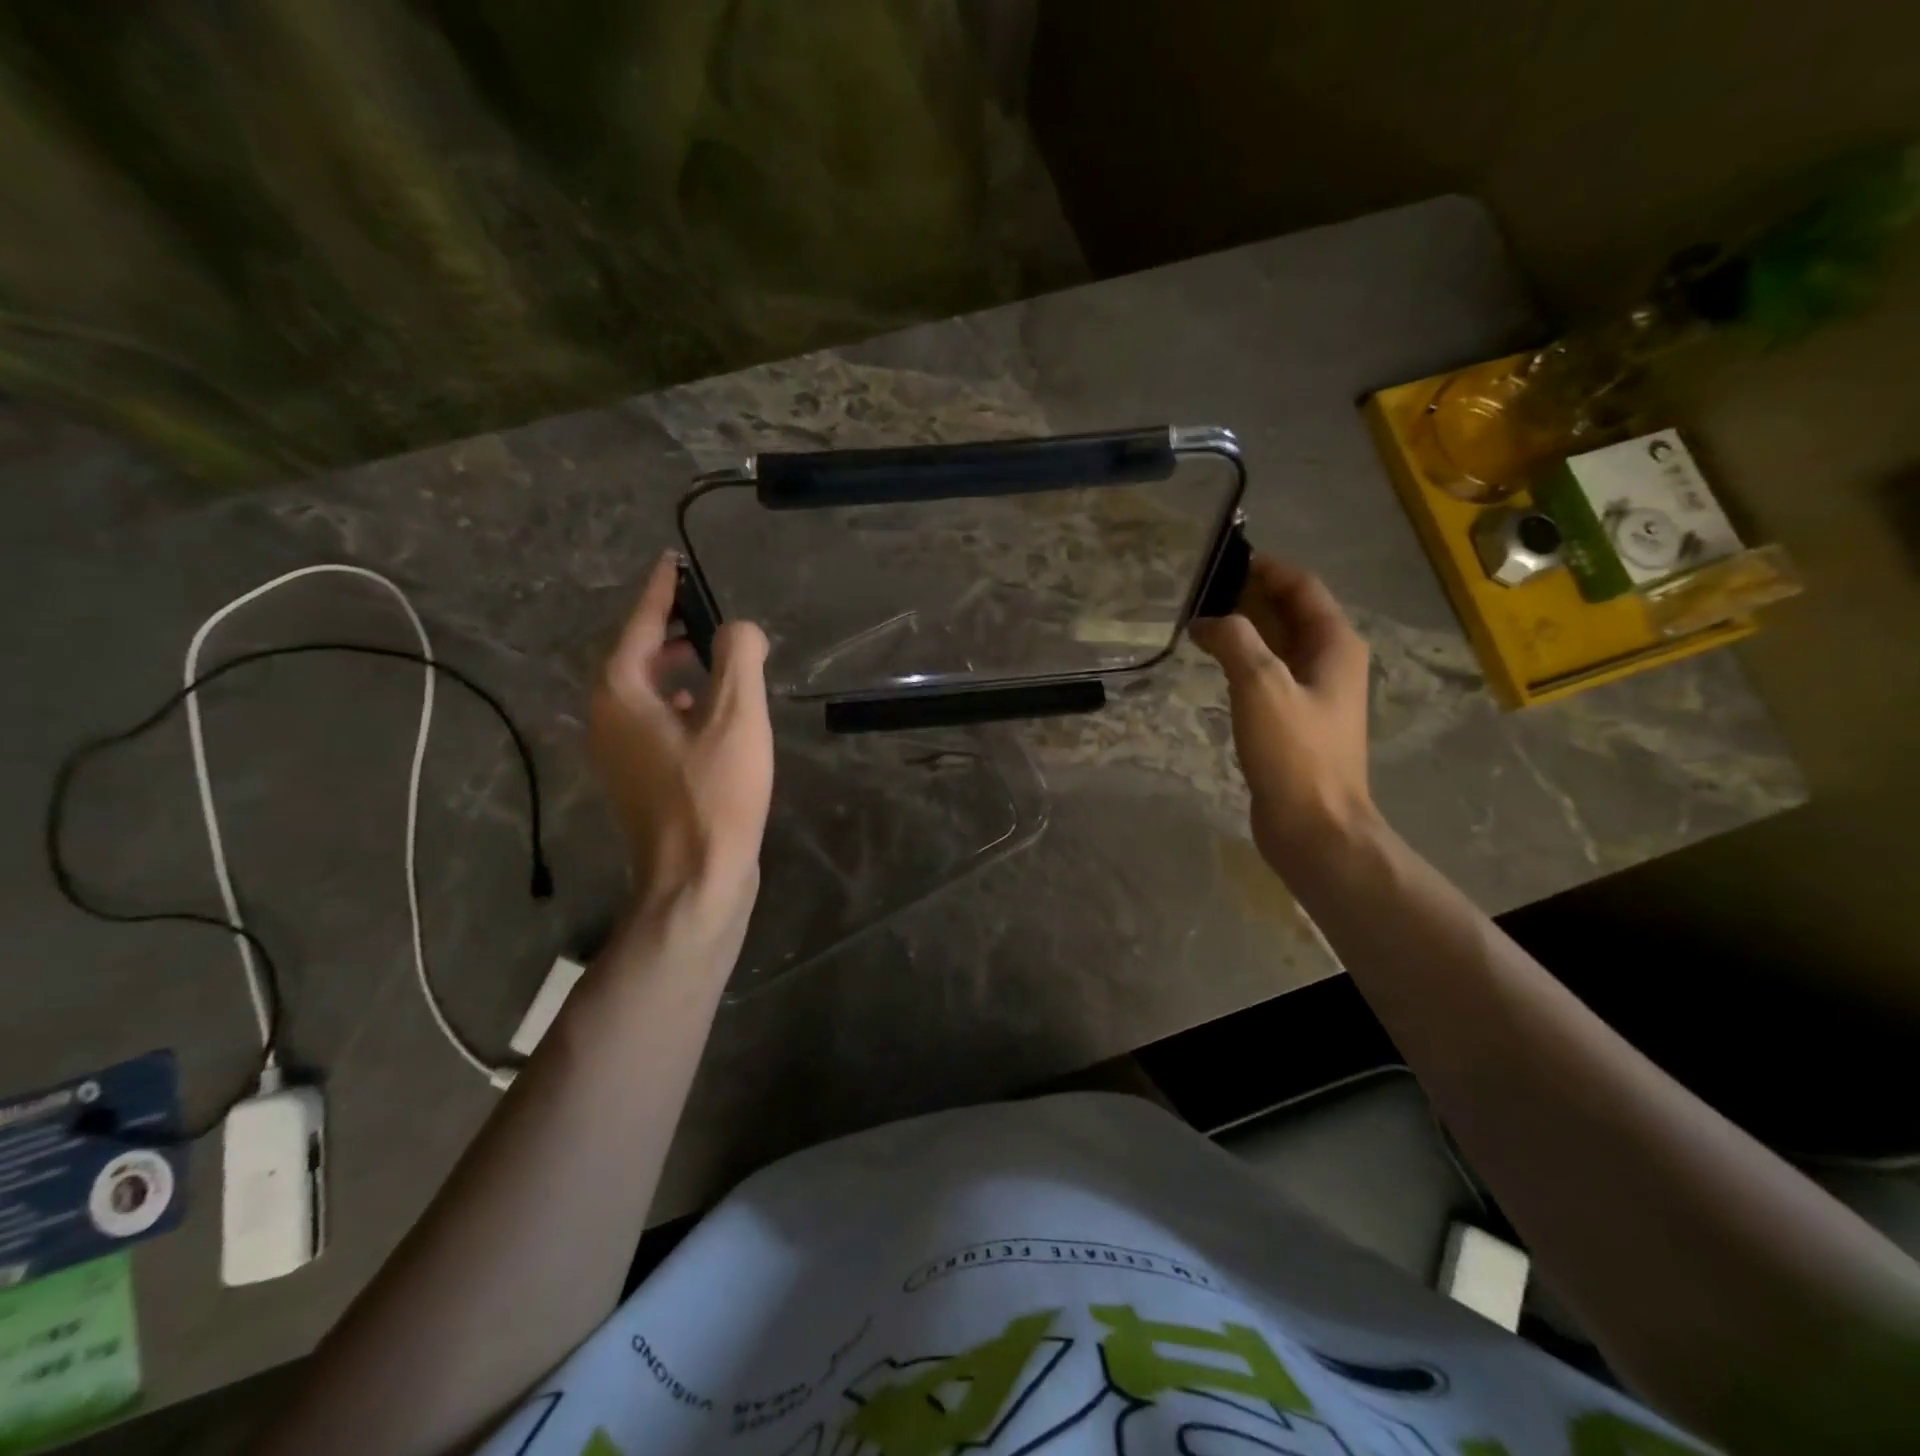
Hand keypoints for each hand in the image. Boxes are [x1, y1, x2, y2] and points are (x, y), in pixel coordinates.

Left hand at [590, 552, 772, 940]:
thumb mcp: (737, 718)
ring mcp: (619, 752)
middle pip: (633, 656)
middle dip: (666, 628)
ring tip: (712, 653)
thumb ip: (739, 658)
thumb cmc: (715, 795)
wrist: (696, 879)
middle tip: (702, 608)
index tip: (673, 560)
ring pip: (643, 691)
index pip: (637, 625)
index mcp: (622, 695)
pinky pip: (653, 720)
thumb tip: (739, 627)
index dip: (660, 591)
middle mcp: (608, 718)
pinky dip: (679, 701)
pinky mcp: (639, 777)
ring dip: (674, 666)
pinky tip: (711, 709)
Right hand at [1189, 554, 1375, 871]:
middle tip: (1199, 593)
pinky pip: (1269, 673)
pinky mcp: (1296, 719)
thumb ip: (1235, 640)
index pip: (1301, 586)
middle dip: (1248, 596)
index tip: (1221, 561)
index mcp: (1335, 644)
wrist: (1314, 825)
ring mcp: (1314, 692)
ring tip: (1198, 624)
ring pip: (1277, 643)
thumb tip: (1208, 620)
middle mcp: (1330, 661)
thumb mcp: (1261, 685)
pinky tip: (1213, 665)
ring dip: (1243, 629)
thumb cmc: (1294, 753)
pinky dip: (1243, 660)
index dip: (1265, 568)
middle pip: (1290, 611)